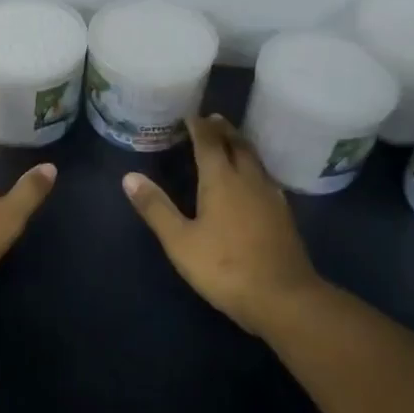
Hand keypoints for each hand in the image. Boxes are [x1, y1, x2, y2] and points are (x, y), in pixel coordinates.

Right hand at [123, 114, 322, 336]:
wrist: (284, 298)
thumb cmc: (225, 267)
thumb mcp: (180, 241)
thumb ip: (156, 208)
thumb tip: (129, 177)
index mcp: (222, 180)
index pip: (210, 143)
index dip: (199, 126)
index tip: (190, 114)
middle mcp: (249, 180)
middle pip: (237, 144)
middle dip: (223, 130)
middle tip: (211, 119)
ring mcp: (270, 197)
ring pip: (255, 160)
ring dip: (240, 145)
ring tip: (230, 140)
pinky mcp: (283, 215)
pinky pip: (265, 177)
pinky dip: (253, 166)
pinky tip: (251, 179)